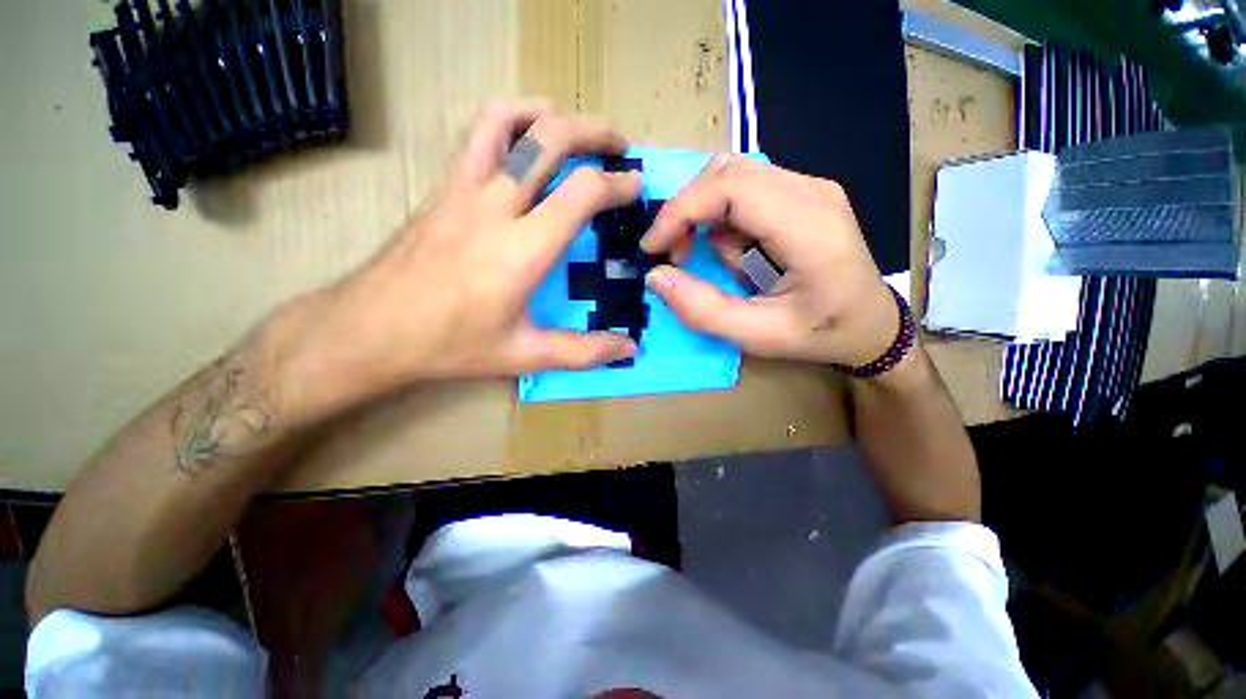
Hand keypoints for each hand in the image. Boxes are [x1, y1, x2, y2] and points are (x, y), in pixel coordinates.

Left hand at [272, 99, 641, 421]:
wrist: (371, 329)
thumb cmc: (451, 344)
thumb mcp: (524, 355)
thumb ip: (582, 351)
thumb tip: (628, 349)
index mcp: (522, 250)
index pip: (582, 193)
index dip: (617, 184)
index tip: (635, 187)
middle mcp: (495, 207)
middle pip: (551, 139)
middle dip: (595, 132)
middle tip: (620, 146)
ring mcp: (463, 189)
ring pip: (510, 121)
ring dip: (551, 116)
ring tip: (575, 130)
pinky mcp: (443, 187)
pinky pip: (477, 134)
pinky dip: (509, 118)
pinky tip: (524, 135)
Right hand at [641, 156, 899, 368]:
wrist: (873, 325)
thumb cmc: (821, 333)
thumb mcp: (759, 335)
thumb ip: (704, 310)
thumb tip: (656, 277)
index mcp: (808, 226)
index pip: (730, 188)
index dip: (680, 210)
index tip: (652, 247)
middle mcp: (811, 191)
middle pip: (727, 173)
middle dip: (688, 212)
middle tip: (677, 256)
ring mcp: (810, 187)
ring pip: (732, 178)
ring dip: (707, 218)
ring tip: (714, 262)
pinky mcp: (803, 194)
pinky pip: (746, 191)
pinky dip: (725, 220)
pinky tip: (737, 252)